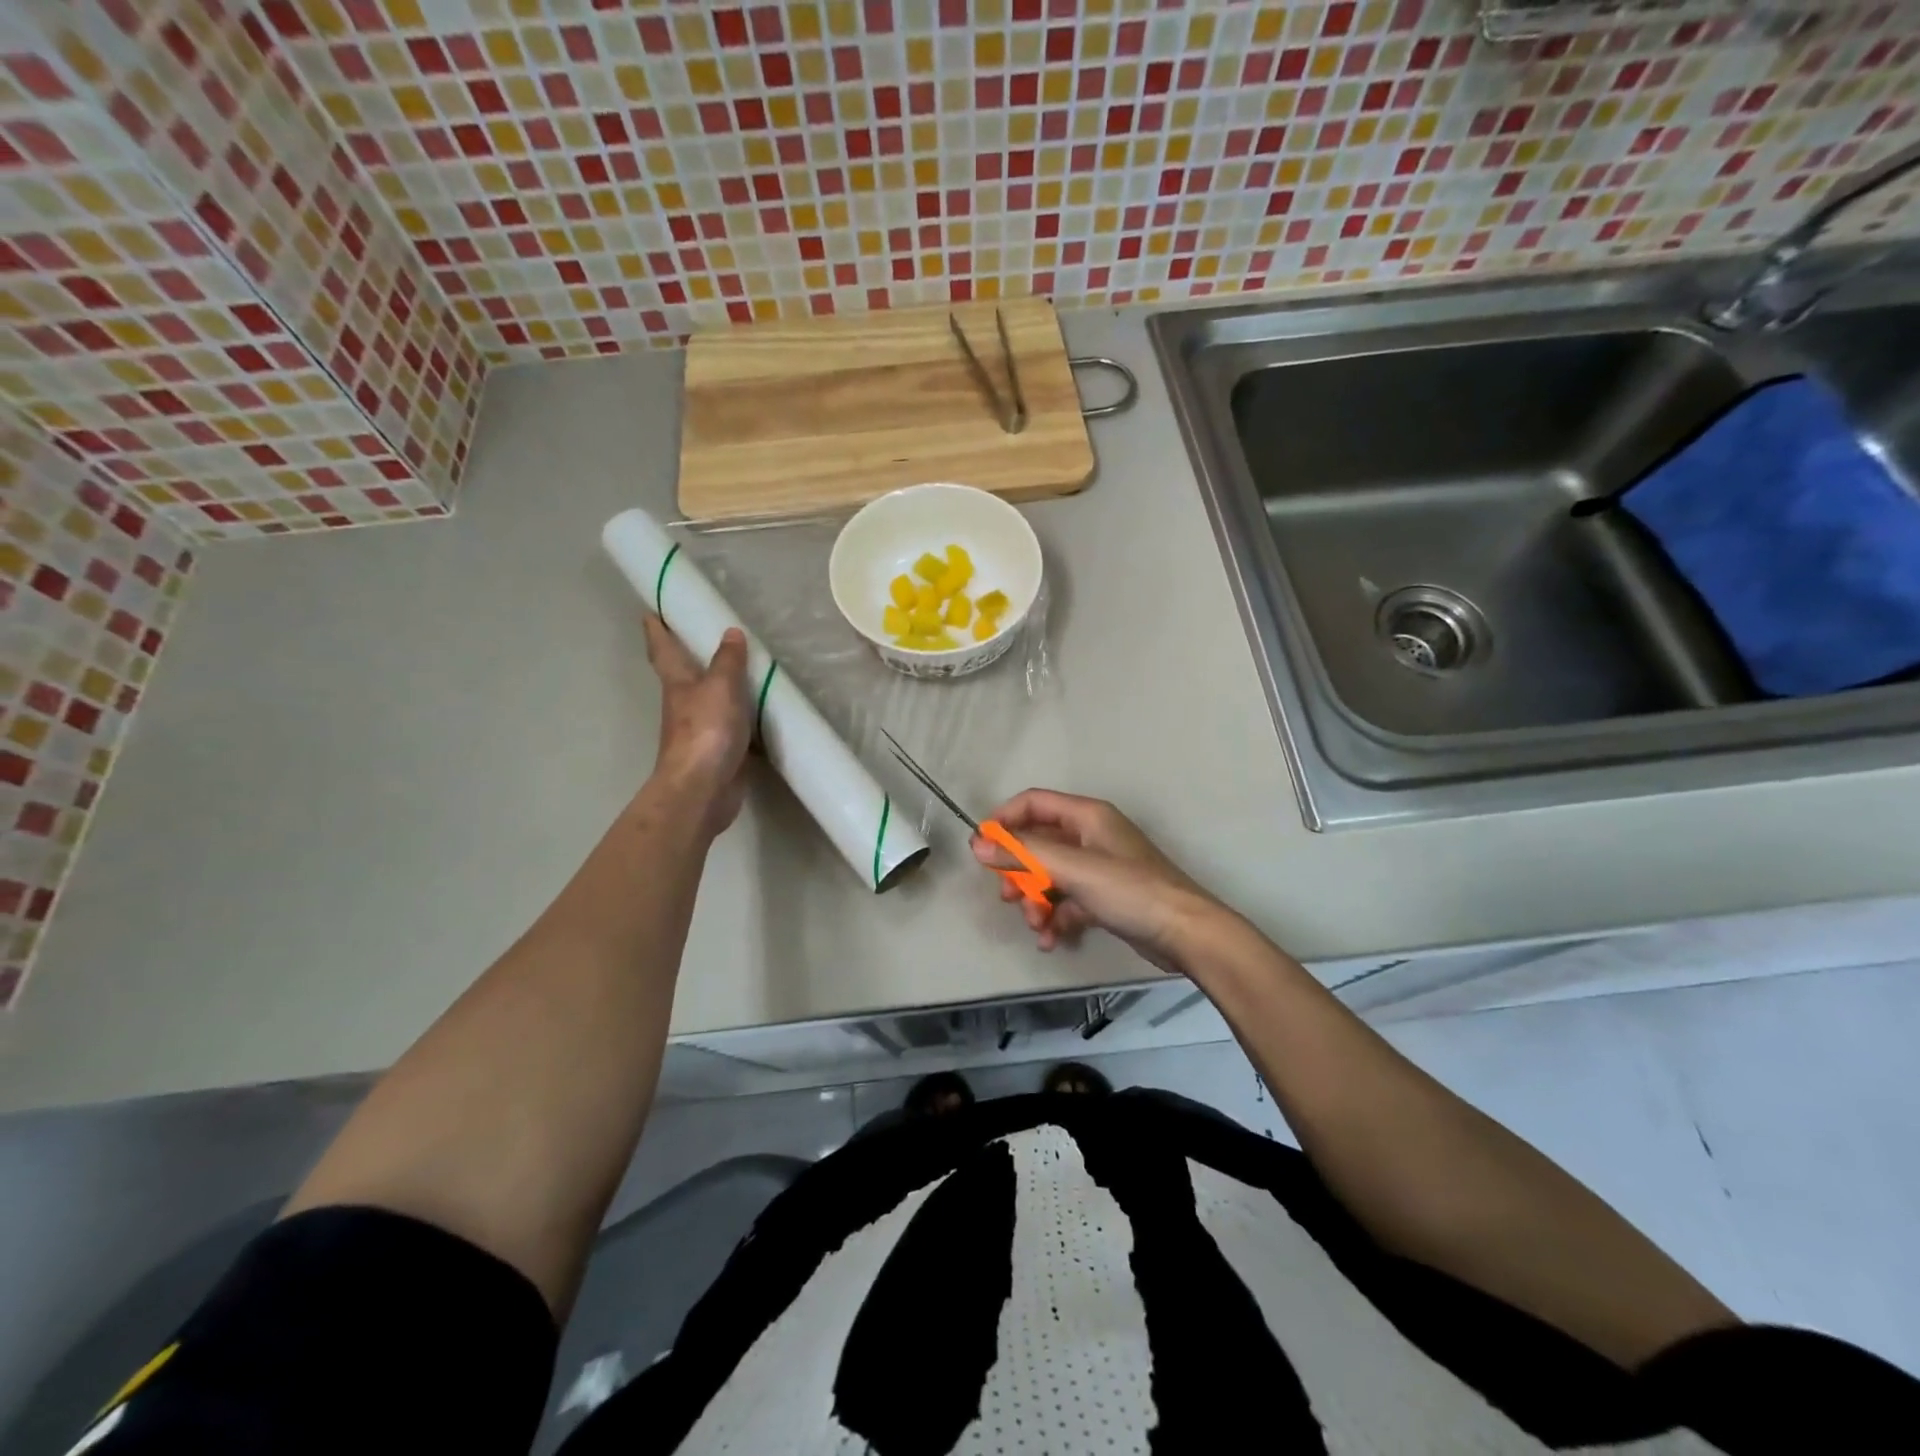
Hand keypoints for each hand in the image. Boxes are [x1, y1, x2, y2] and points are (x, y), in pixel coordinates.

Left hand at [644, 615, 751, 836]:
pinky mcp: (718, 753)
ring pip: (708, 702)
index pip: (664, 651)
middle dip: (688, 658)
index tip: (650, 612)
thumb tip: (730, 632)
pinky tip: (758, 715)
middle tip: (700, 637)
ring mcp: (700, 732)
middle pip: (683, 676)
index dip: (657, 631)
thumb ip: (728, 661)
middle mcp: (684, 706)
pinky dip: (741, 719)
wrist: (703, 789)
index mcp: (678, 685)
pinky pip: (731, 728)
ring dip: (718, 689)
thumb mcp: (721, 687)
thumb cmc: (706, 731)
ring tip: (740, 672)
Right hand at [970, 789, 1222, 972]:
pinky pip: (1067, 901)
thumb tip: (977, 844)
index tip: (981, 849)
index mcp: (1086, 816)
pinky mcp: (1105, 897)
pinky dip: (1055, 918)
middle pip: (1038, 844)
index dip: (1004, 821)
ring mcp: (1099, 868)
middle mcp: (1091, 836)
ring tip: (1037, 925)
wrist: (1185, 933)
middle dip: (1019, 872)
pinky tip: (1051, 940)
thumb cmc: (1130, 890)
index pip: (1033, 803)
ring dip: (1036, 901)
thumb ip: (1024, 854)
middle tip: (1008, 897)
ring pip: (1050, 876)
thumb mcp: (1073, 868)